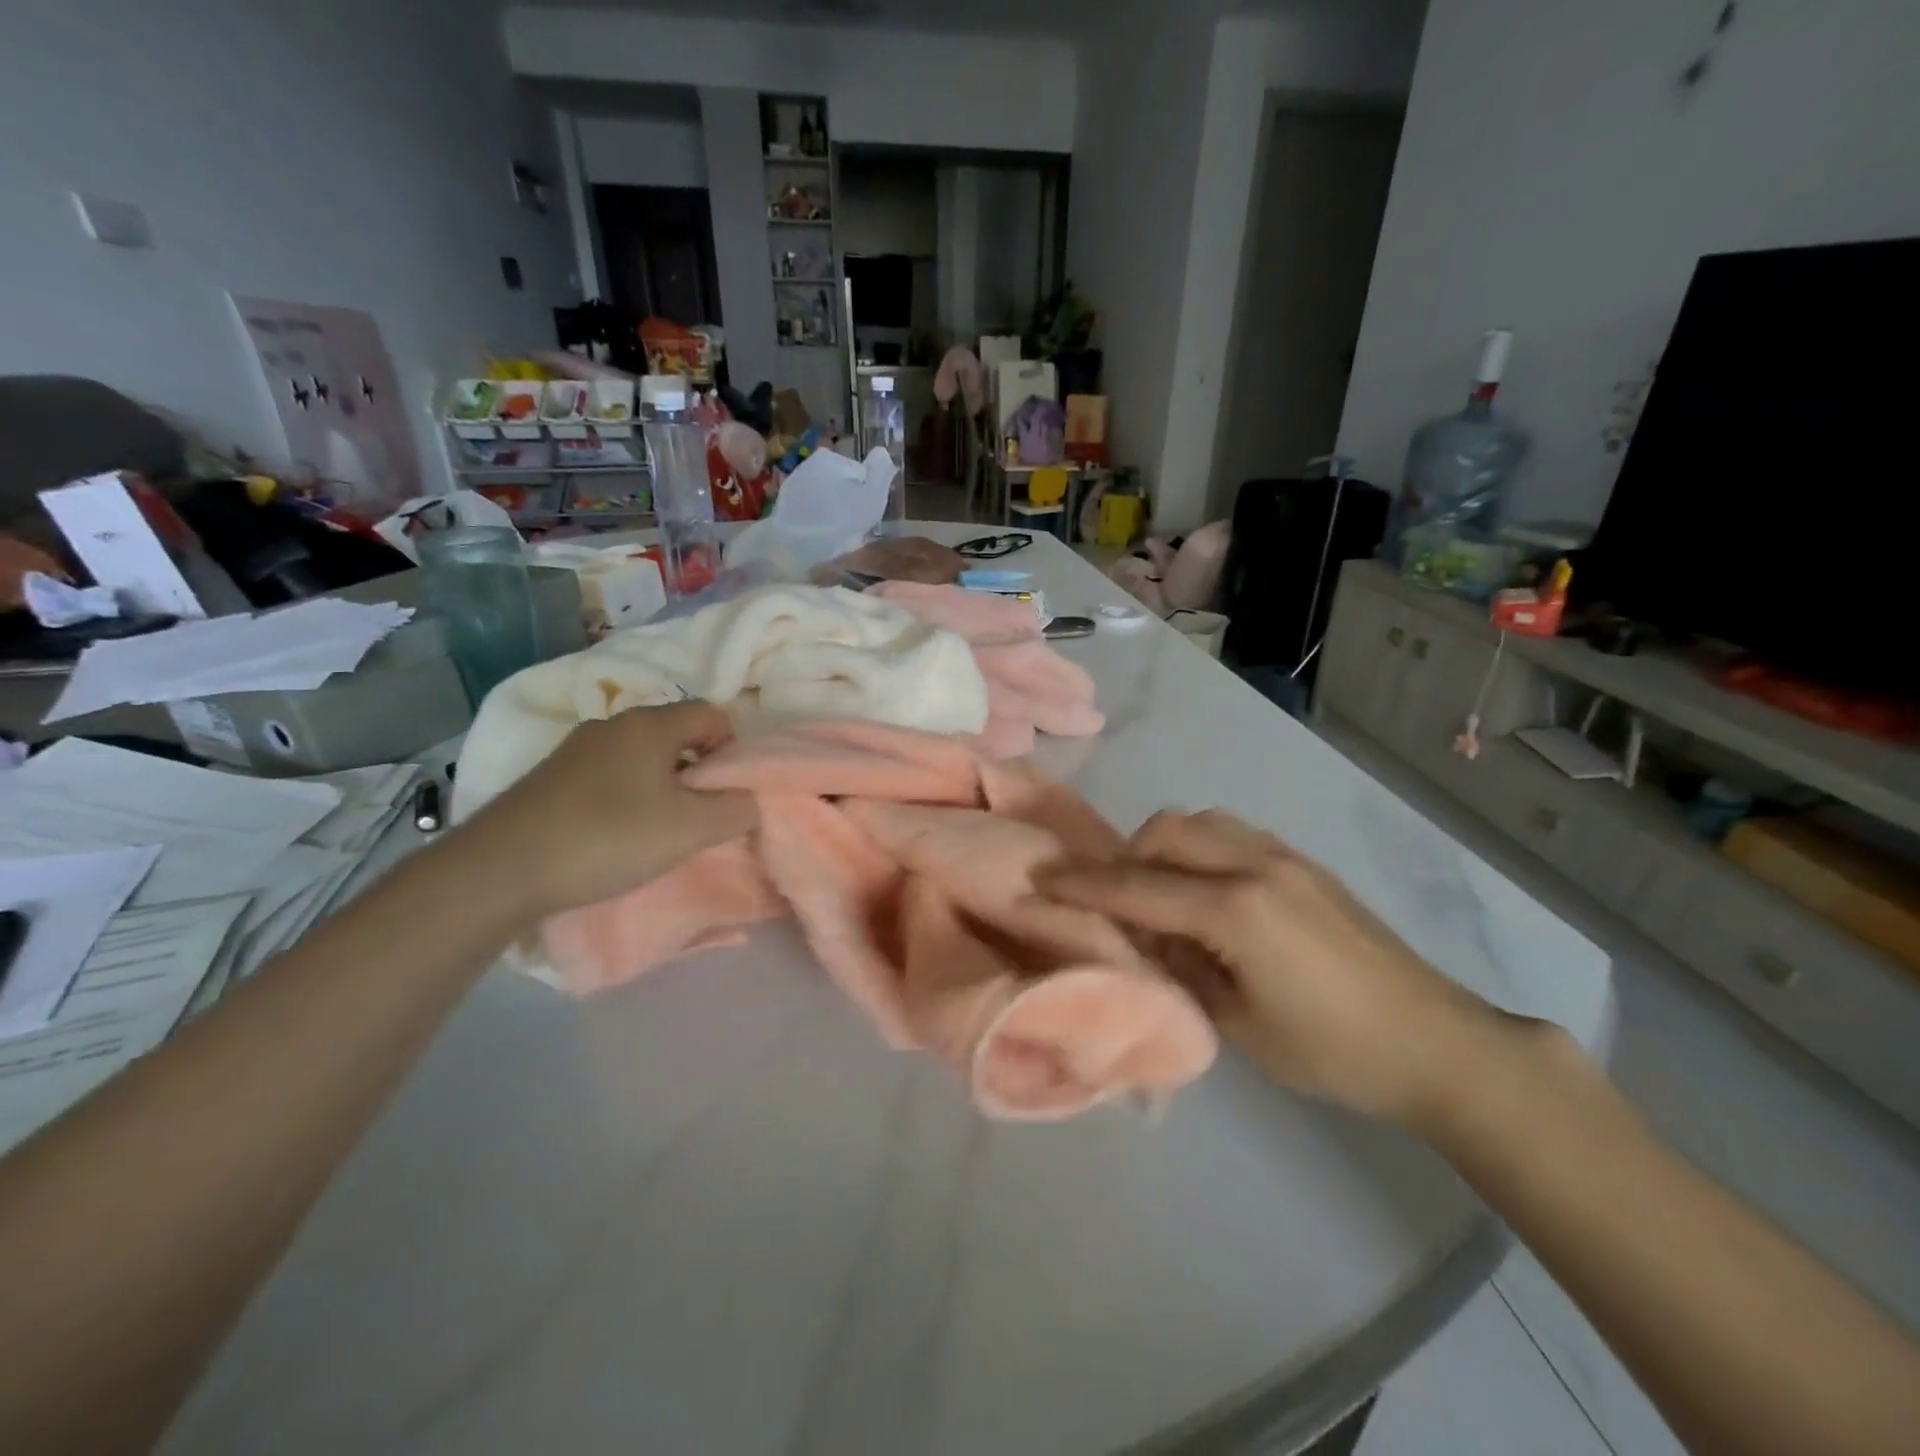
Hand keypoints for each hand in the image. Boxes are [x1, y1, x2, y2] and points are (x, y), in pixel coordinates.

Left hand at [458, 701, 758, 920]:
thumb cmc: (609, 838)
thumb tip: (749, 800)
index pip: (712, 714)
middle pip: (676, 734)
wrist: (500, 870)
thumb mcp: (691, 829)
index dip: (731, 749)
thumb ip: (736, 810)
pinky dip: (626, 797)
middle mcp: (612, 725)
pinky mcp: (550, 777)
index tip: (726, 792)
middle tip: (697, 815)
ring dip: (661, 786)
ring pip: (641, 757)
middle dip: (697, 771)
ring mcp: (575, 749)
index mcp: (649, 724)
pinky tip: (616, 835)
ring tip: (658, 830)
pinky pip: (609, 775)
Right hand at [1036, 809, 1516, 1126]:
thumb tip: (1142, 935)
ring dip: (1164, 847)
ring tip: (1158, 892)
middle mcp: (1255, 865)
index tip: (1039, 880)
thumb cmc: (1333, 1051)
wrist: (1438, 1043)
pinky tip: (1205, 891)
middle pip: (1166, 831)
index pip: (1138, 888)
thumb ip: (1180, 967)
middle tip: (1111, 899)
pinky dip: (1200, 849)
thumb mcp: (1238, 1025)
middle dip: (1125, 857)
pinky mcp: (1303, 863)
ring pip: (1201, 821)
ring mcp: (1285, 857)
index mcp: (1236, 910)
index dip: (1083, 885)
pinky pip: (1232, 833)